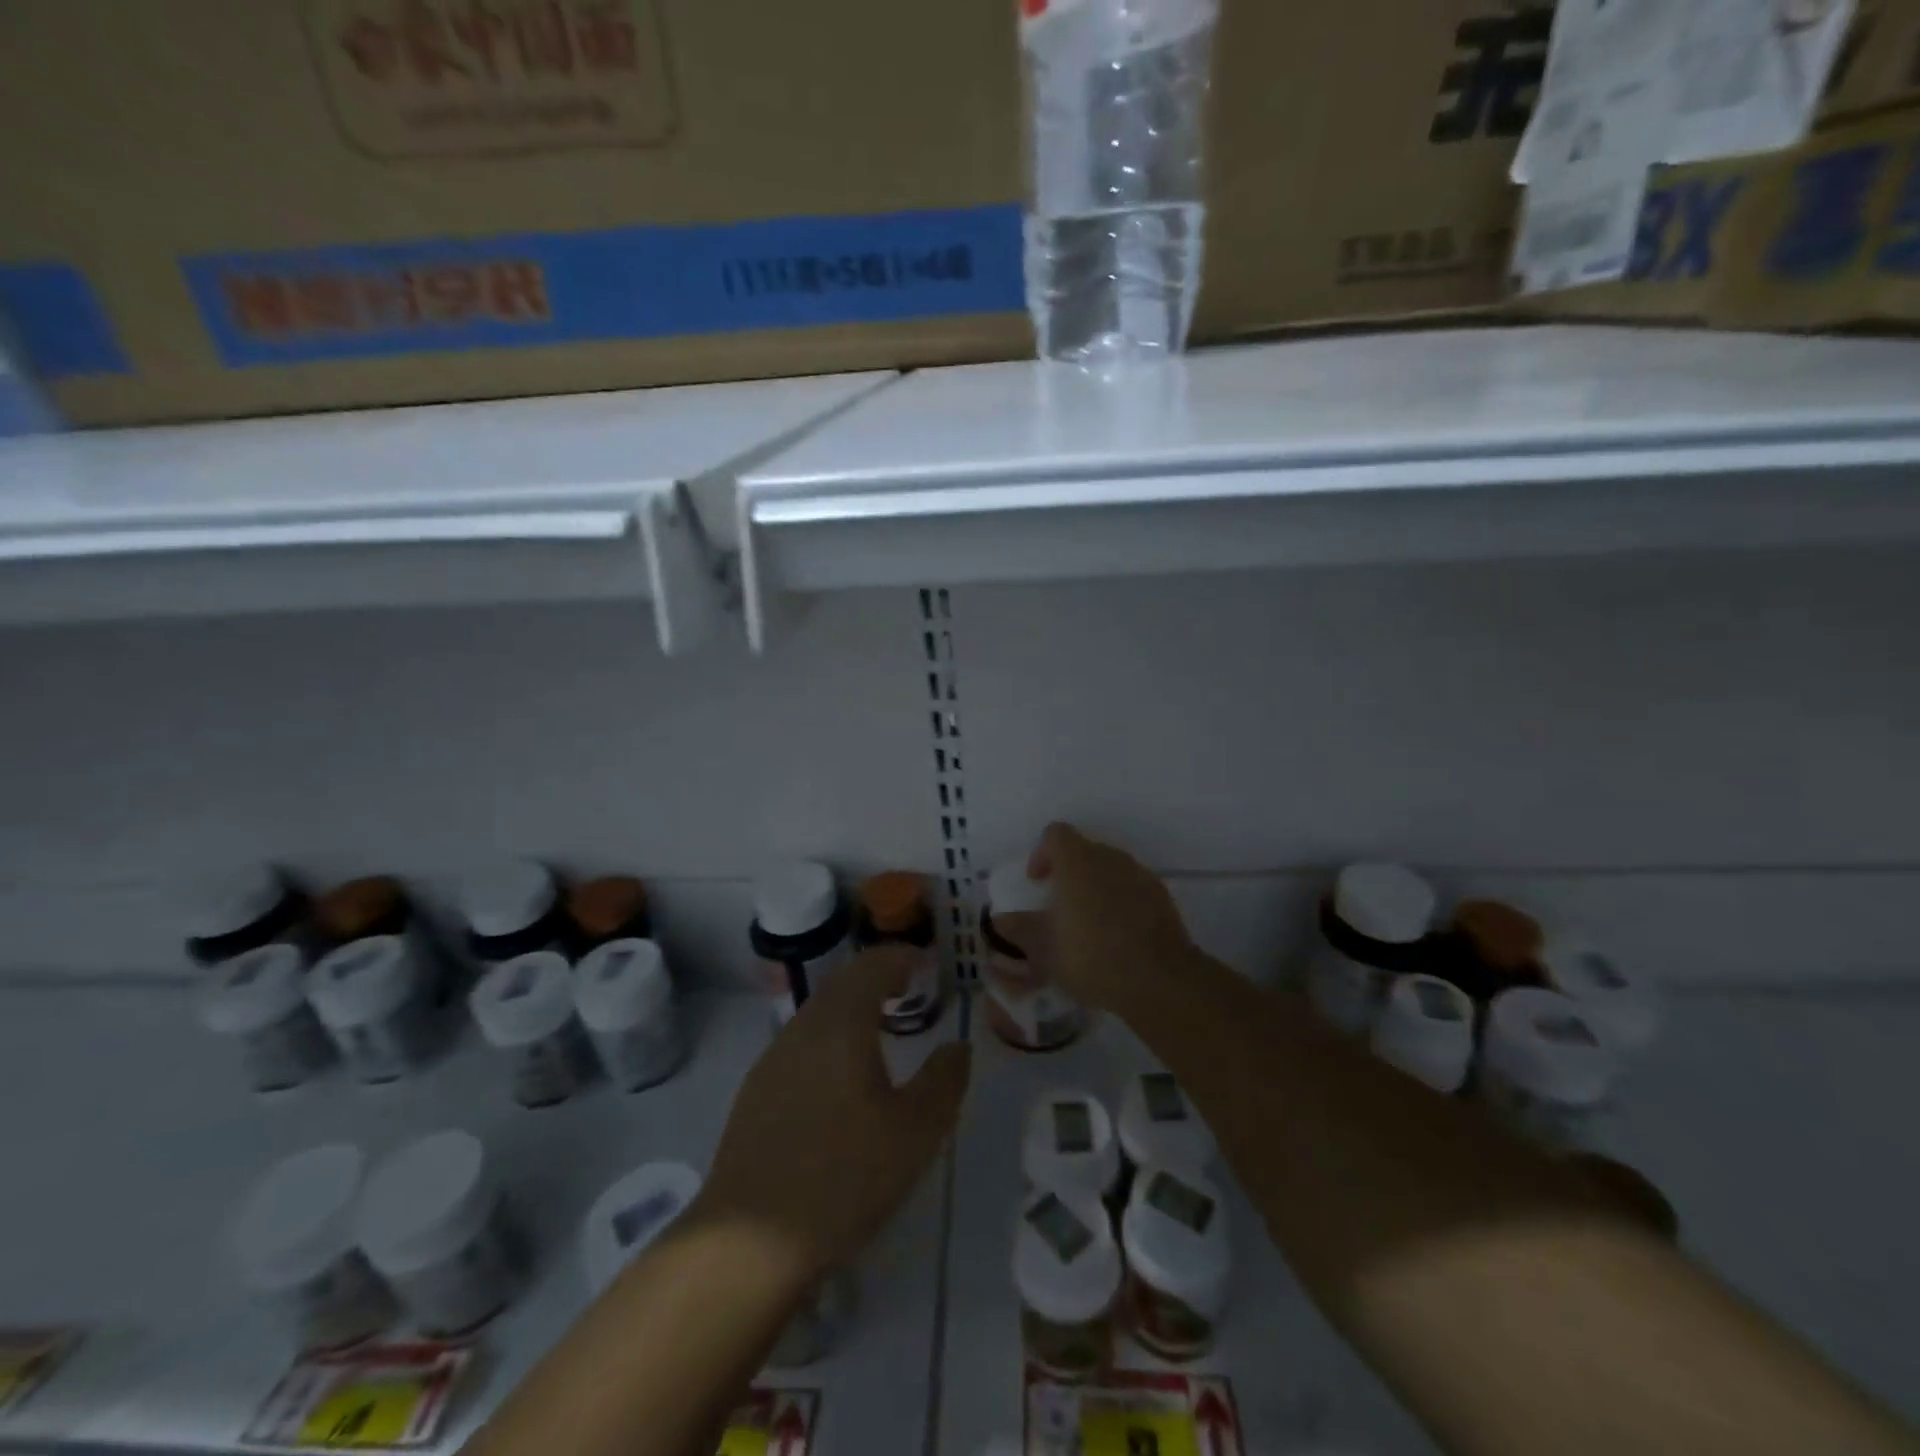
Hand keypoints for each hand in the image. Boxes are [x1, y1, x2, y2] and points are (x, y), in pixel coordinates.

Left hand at [696, 948, 971, 1277]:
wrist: (749, 1242)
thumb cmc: (844, 1176)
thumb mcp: (915, 1132)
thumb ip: (944, 1080)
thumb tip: (957, 1047)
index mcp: (841, 1023)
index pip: (872, 966)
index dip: (901, 958)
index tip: (926, 966)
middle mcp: (803, 1028)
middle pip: (842, 983)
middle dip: (877, 979)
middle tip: (908, 992)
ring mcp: (773, 1059)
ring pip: (818, 1013)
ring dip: (852, 1009)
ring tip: (880, 1032)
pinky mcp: (756, 1091)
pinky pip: (801, 1043)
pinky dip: (830, 1038)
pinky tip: (841, 1078)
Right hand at [1028, 822, 1194, 1012]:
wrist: (1158, 979)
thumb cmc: (1090, 955)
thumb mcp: (1042, 949)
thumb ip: (1019, 929)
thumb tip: (1000, 920)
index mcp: (1077, 861)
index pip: (1055, 834)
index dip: (1041, 854)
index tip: (1037, 883)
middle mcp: (1110, 858)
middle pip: (1084, 851)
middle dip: (1068, 873)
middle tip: (1059, 908)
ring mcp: (1140, 875)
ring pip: (1110, 870)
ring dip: (1095, 888)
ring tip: (1088, 925)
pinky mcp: (1162, 897)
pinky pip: (1132, 889)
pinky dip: (1120, 902)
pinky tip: (1117, 936)